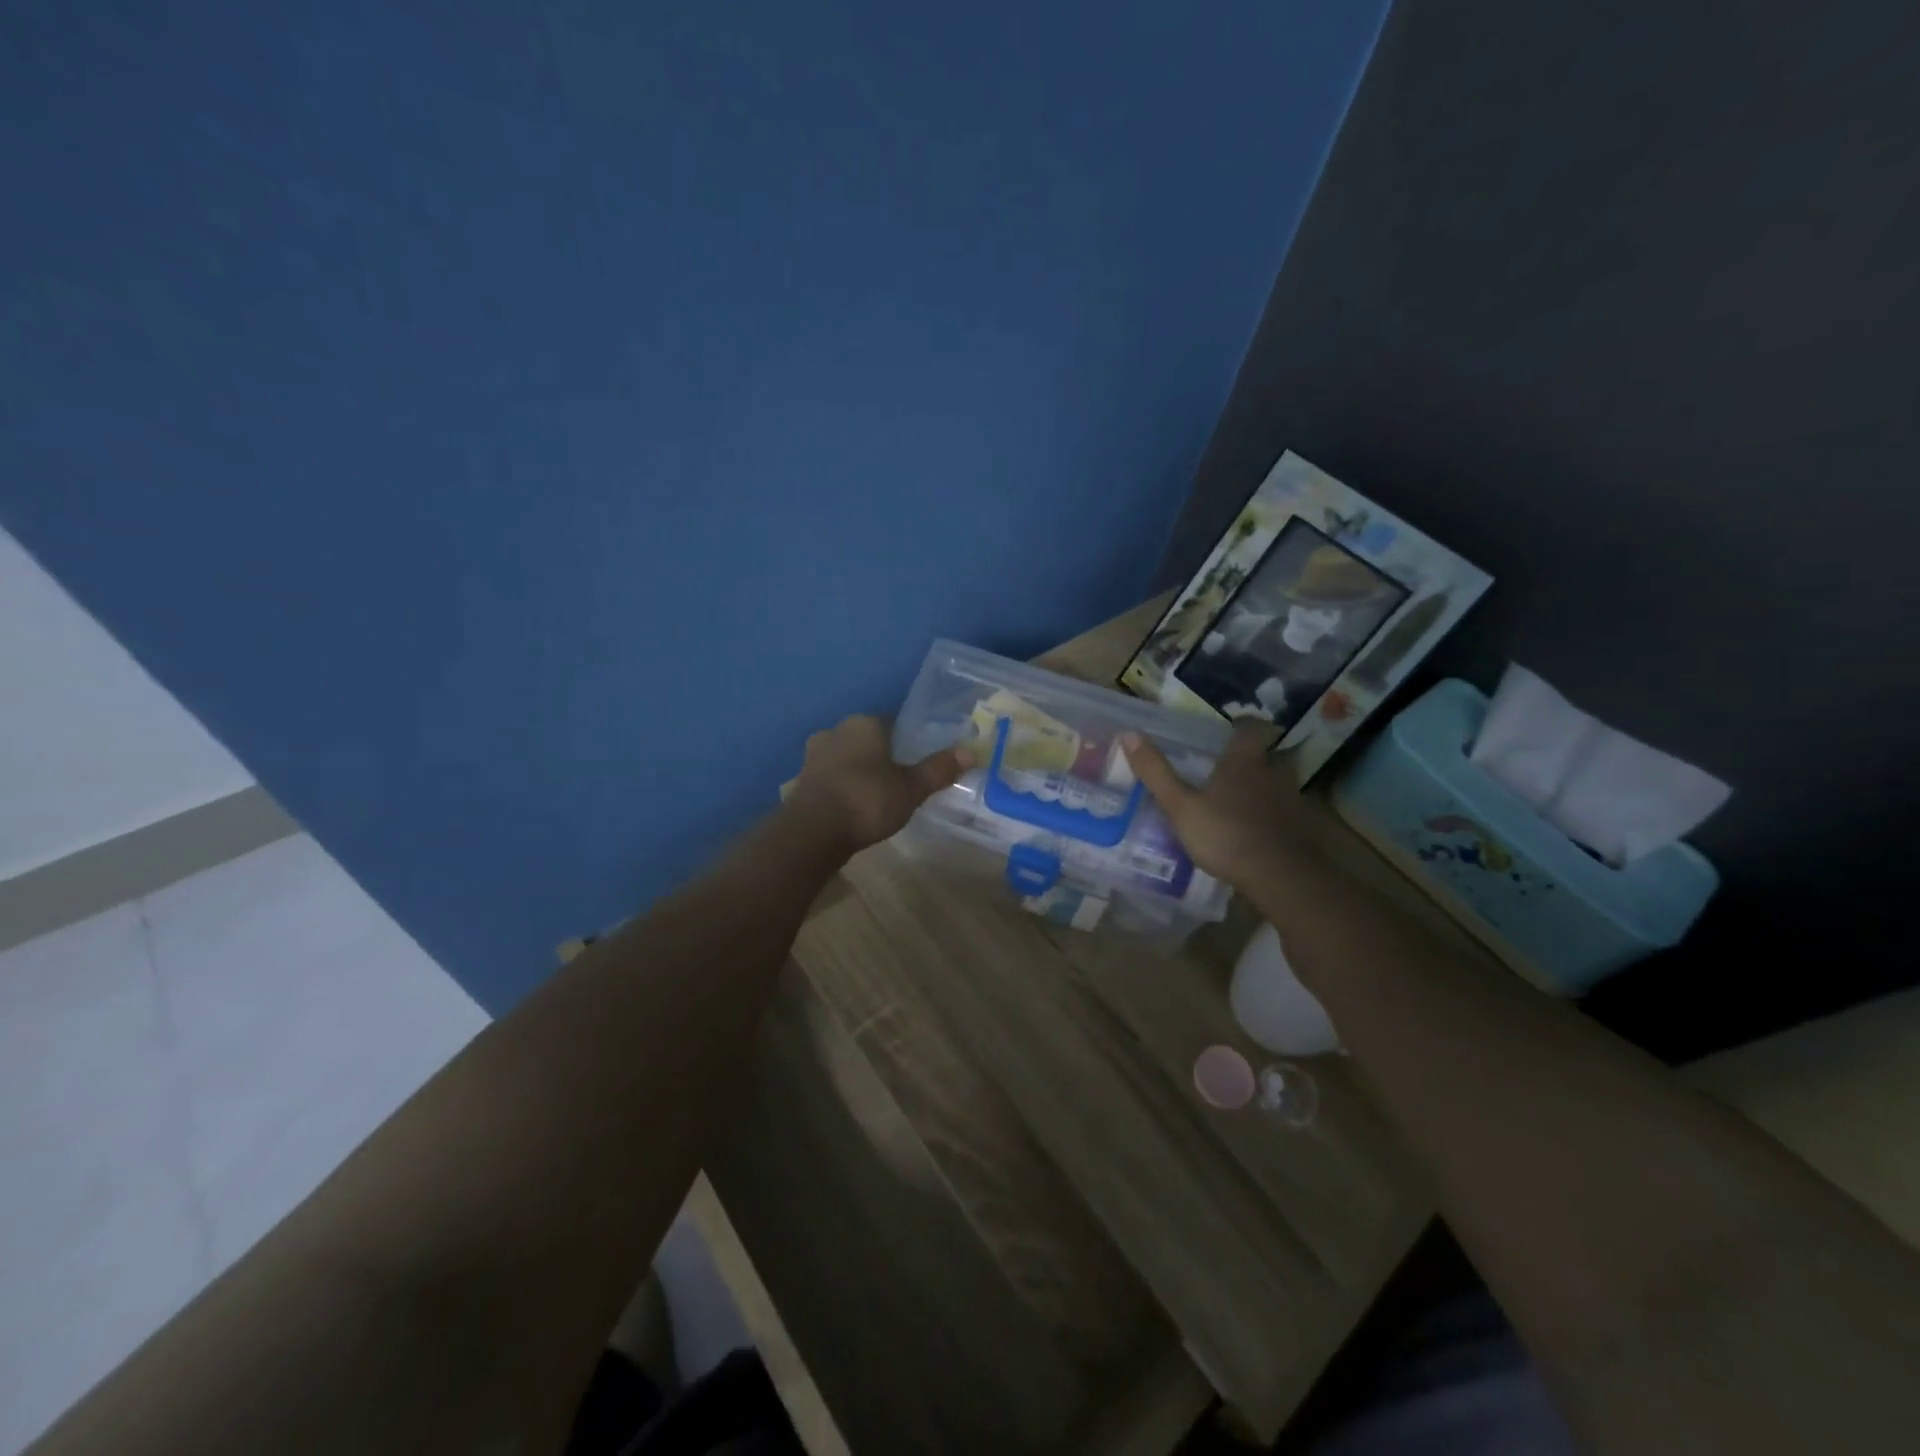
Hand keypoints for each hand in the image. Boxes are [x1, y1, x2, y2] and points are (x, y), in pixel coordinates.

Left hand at [785, 716, 969, 855]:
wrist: (812, 832)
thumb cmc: (867, 800)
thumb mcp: (911, 788)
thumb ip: (938, 770)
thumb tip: (970, 752)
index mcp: (865, 723)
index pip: (892, 724)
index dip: (906, 743)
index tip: (916, 763)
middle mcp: (836, 730)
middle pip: (867, 740)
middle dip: (881, 756)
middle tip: (899, 781)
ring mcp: (814, 755)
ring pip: (846, 757)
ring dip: (859, 771)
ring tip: (877, 796)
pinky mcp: (802, 780)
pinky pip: (831, 777)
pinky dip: (842, 787)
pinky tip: (853, 807)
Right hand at [1122, 724, 1316, 886]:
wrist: (1282, 877)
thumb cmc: (1226, 835)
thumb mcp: (1180, 806)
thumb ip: (1156, 773)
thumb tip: (1129, 733)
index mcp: (1243, 763)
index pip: (1251, 729)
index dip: (1243, 726)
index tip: (1233, 729)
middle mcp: (1273, 774)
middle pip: (1270, 756)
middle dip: (1256, 760)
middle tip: (1235, 770)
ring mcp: (1293, 802)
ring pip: (1280, 785)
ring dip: (1266, 790)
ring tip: (1245, 803)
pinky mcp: (1304, 830)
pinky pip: (1289, 815)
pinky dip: (1275, 818)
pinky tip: (1260, 833)